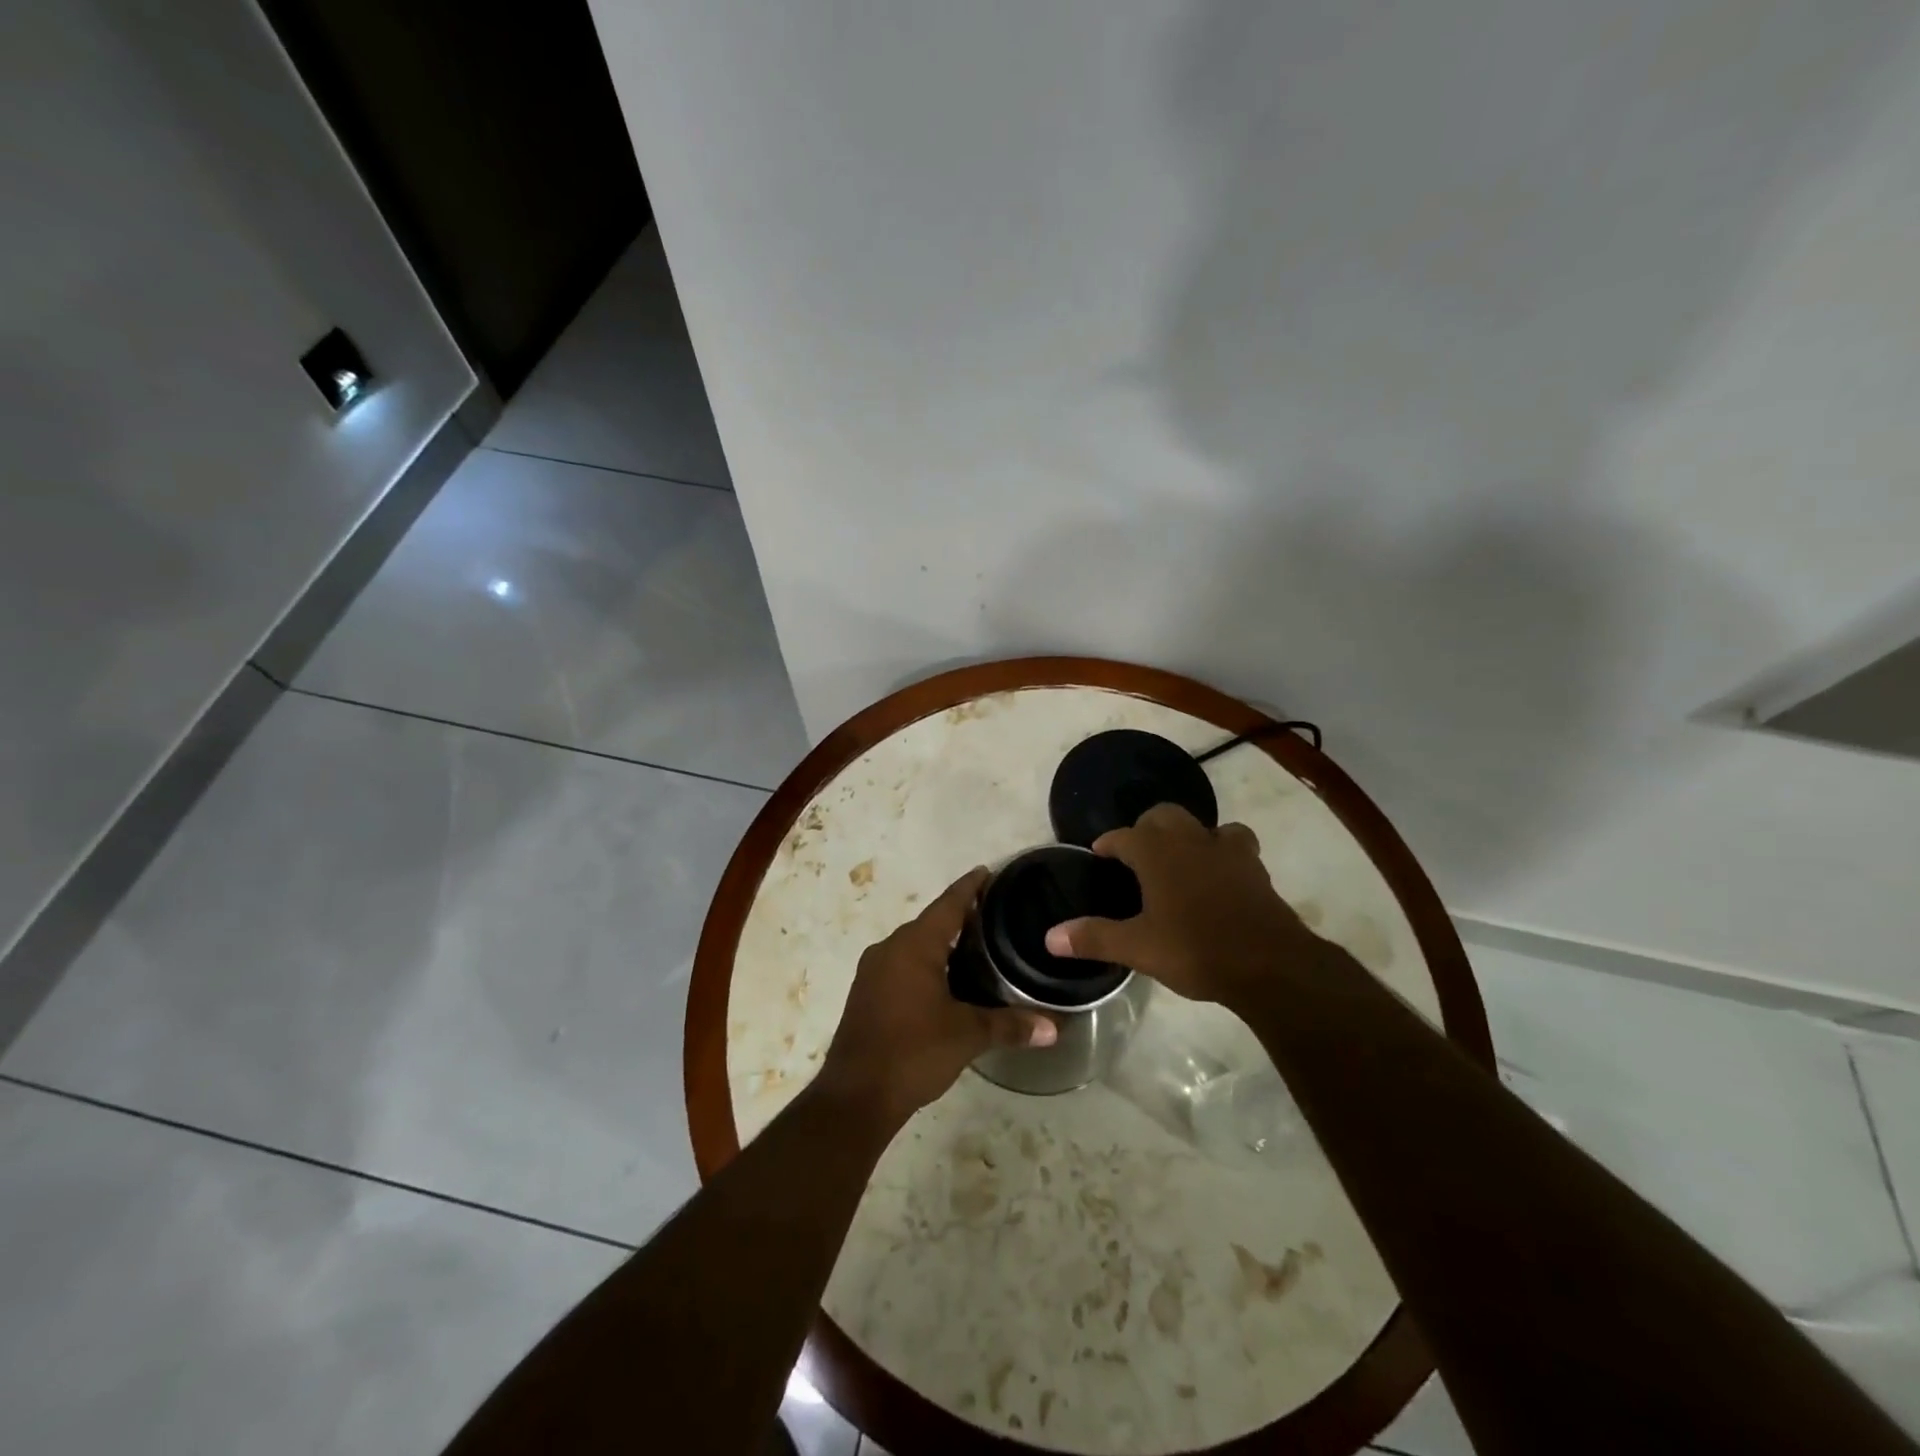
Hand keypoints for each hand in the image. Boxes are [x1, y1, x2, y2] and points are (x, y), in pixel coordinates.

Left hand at [818, 867, 1056, 1130]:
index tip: (988, 871)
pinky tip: (946, 979)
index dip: (969, 887)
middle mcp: (890, 948)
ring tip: (976, 945)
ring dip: (942, 942)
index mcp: (914, 946)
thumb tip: (1053, 1028)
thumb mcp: (966, 1036)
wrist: (855, 1095)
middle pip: (931, 922)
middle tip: (994, 914)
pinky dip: (926, 963)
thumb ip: (1009, 1025)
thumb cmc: (913, 1052)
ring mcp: (874, 971)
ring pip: (914, 945)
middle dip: (959, 915)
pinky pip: (902, 964)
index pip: (948, 904)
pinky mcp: (867, 993)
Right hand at [1044, 803, 1317, 1003]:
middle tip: (1137, 856)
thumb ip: (1093, 937)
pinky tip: (1219, 876)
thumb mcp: (1137, 948)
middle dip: (1146, 828)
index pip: (1123, 836)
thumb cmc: (1195, 949)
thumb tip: (1049, 936)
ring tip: (1181, 861)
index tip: (1099, 854)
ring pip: (1203, 825)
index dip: (1108, 844)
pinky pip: (1235, 845)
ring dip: (1189, 836)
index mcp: (1156, 852)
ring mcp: (1227, 850)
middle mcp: (1190, 840)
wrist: (1270, 964)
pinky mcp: (1255, 867)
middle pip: (1163, 815)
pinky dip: (1222, 853)